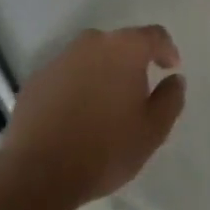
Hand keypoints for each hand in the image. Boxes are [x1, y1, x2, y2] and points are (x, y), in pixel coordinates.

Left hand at [3, 26, 185, 207]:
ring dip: (101, 74)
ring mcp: (59, 59)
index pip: (154, 36)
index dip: (166, 50)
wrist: (37, 174)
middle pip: (119, 44)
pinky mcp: (35, 80)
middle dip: (131, 63)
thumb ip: (171, 99)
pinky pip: (66, 76)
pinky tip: (75, 116)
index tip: (170, 68)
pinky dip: (75, 88)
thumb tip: (174, 79)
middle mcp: (91, 43)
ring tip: (104, 107)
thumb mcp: (153, 131)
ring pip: (90, 59)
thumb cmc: (105, 149)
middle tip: (136, 92)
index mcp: (125, 48)